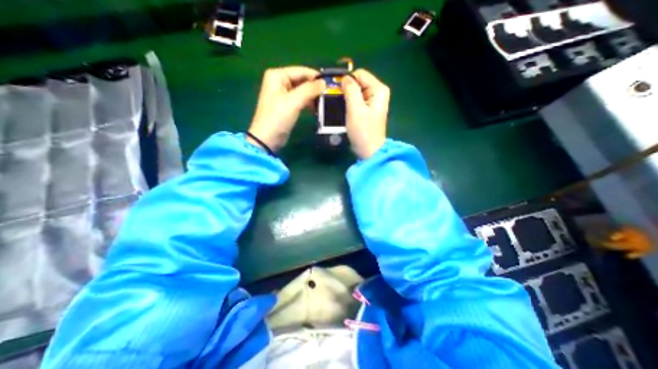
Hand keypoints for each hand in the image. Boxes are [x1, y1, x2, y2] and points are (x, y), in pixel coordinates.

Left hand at [250, 66, 325, 152]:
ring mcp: (283, 94)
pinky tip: (317, 107)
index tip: (330, 84)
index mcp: (277, 75)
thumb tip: (324, 83)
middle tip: (329, 94)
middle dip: (315, 87)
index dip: (316, 77)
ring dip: (313, 96)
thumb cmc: (278, 117)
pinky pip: (301, 99)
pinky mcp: (287, 105)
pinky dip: (308, 102)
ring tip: (325, 102)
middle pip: (302, 80)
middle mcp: (279, 81)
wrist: (268, 138)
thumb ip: (309, 90)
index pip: (301, 71)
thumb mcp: (293, 101)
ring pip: (302, 90)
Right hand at [339, 69, 388, 158]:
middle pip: (358, 82)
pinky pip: (356, 100)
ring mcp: (373, 102)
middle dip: (346, 89)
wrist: (369, 150)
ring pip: (356, 92)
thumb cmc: (363, 131)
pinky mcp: (368, 110)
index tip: (336, 91)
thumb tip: (344, 78)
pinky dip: (349, 103)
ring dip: (346, 97)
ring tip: (338, 106)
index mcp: (378, 89)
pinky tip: (343, 110)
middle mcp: (378, 92)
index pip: (359, 74)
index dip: (347, 80)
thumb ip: (351, 90)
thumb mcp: (356, 109)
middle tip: (336, 100)